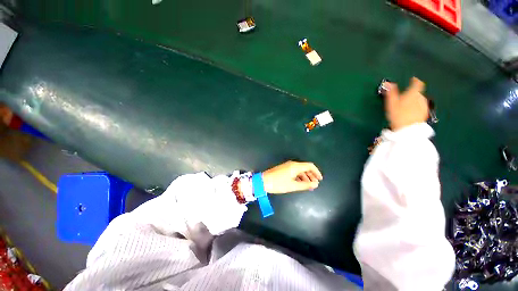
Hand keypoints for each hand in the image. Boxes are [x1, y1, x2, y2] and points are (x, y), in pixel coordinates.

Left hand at [262, 161, 322, 193]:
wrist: (263, 181)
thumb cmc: (278, 183)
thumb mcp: (293, 186)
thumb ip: (305, 185)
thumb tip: (315, 184)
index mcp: (295, 166)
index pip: (310, 165)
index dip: (316, 172)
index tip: (320, 179)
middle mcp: (292, 164)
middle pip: (305, 168)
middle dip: (311, 175)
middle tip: (315, 184)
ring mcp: (287, 166)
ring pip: (299, 170)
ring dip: (305, 177)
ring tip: (308, 186)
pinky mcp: (284, 169)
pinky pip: (294, 172)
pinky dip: (299, 177)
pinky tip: (300, 183)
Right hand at [383, 77, 428, 131]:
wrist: (408, 129)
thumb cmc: (398, 115)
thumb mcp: (391, 103)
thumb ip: (391, 92)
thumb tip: (387, 82)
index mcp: (413, 93)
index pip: (417, 83)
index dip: (415, 81)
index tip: (412, 80)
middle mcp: (421, 98)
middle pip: (417, 93)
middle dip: (411, 94)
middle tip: (404, 97)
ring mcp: (424, 106)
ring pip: (419, 100)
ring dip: (413, 101)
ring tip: (406, 106)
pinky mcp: (424, 113)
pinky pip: (420, 107)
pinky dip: (415, 108)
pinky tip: (410, 113)